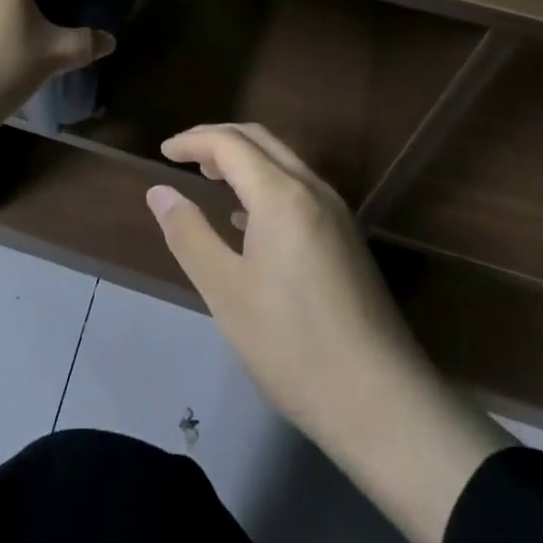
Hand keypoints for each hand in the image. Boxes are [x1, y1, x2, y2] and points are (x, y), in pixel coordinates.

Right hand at [145, 124, 510, 542]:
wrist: (383, 402)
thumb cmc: (292, 345)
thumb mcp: (226, 291)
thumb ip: (188, 234)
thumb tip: (159, 191)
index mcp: (281, 194)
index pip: (229, 143)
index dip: (192, 141)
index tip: (163, 153)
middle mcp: (312, 189)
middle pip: (259, 140)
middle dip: (218, 140)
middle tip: (184, 158)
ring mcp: (336, 212)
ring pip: (282, 161)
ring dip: (243, 160)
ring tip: (210, 179)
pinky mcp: (346, 237)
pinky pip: (298, 187)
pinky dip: (265, 184)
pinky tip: (247, 220)